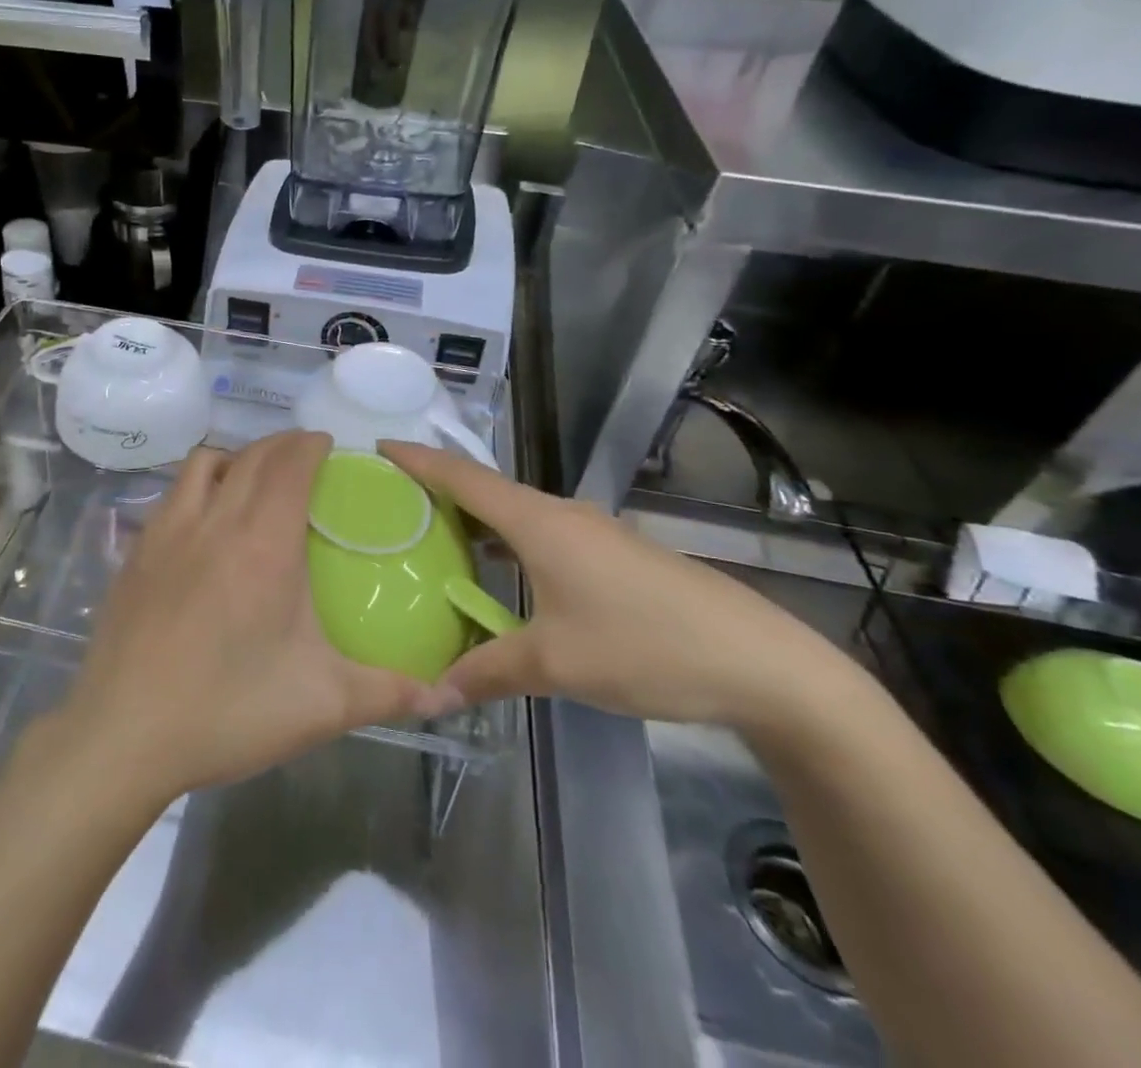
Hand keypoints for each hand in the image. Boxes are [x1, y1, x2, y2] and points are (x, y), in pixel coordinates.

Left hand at [55, 430, 454, 807]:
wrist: (124, 734)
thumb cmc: (228, 711)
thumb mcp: (321, 705)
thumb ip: (389, 693)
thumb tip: (446, 694)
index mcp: (264, 544)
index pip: (290, 465)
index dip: (310, 444)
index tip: (328, 443)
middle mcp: (214, 521)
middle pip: (251, 456)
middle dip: (282, 444)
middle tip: (305, 455)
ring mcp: (167, 532)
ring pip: (203, 464)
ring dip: (236, 457)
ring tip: (254, 478)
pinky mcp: (136, 552)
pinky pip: (173, 494)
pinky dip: (198, 486)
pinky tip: (204, 522)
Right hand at [380, 442, 851, 730]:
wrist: (761, 662)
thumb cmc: (645, 646)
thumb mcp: (556, 664)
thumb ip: (488, 671)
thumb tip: (433, 693)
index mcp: (538, 523)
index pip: (463, 478)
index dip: (419, 460)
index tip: (380, 447)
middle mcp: (561, 515)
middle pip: (487, 491)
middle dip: (440, 490)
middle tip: (393, 503)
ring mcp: (593, 534)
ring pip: (518, 515)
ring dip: (477, 521)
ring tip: (436, 538)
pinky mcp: (616, 556)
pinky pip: (544, 536)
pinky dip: (509, 544)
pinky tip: (501, 575)